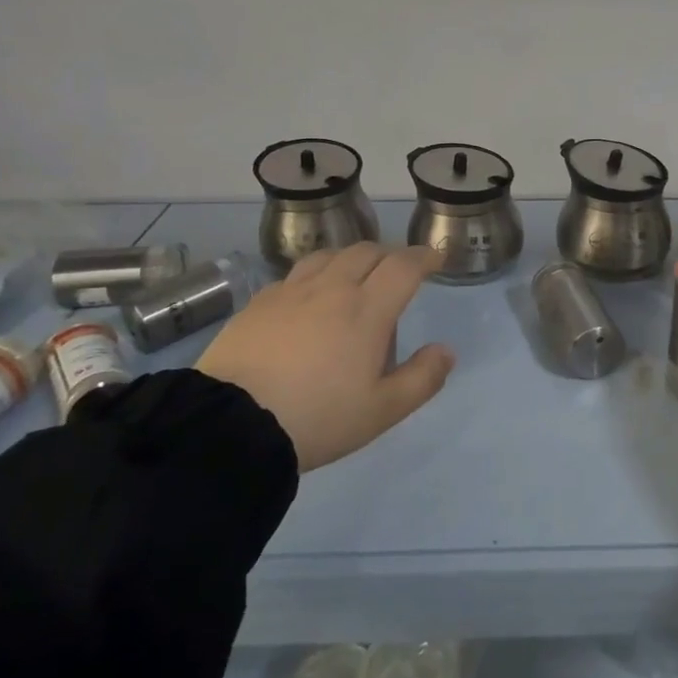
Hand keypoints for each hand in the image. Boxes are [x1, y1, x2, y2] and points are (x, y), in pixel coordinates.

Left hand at [194, 243, 455, 471]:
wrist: (231, 425)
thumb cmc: (317, 418)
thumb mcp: (381, 411)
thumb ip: (422, 379)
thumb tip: (446, 350)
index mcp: (367, 310)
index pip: (403, 266)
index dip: (423, 257)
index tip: (434, 259)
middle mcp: (332, 288)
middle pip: (367, 251)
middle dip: (390, 254)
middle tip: (398, 271)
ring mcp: (292, 291)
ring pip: (330, 255)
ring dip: (352, 257)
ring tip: (355, 274)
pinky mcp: (259, 302)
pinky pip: (296, 273)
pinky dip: (316, 273)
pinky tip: (310, 295)